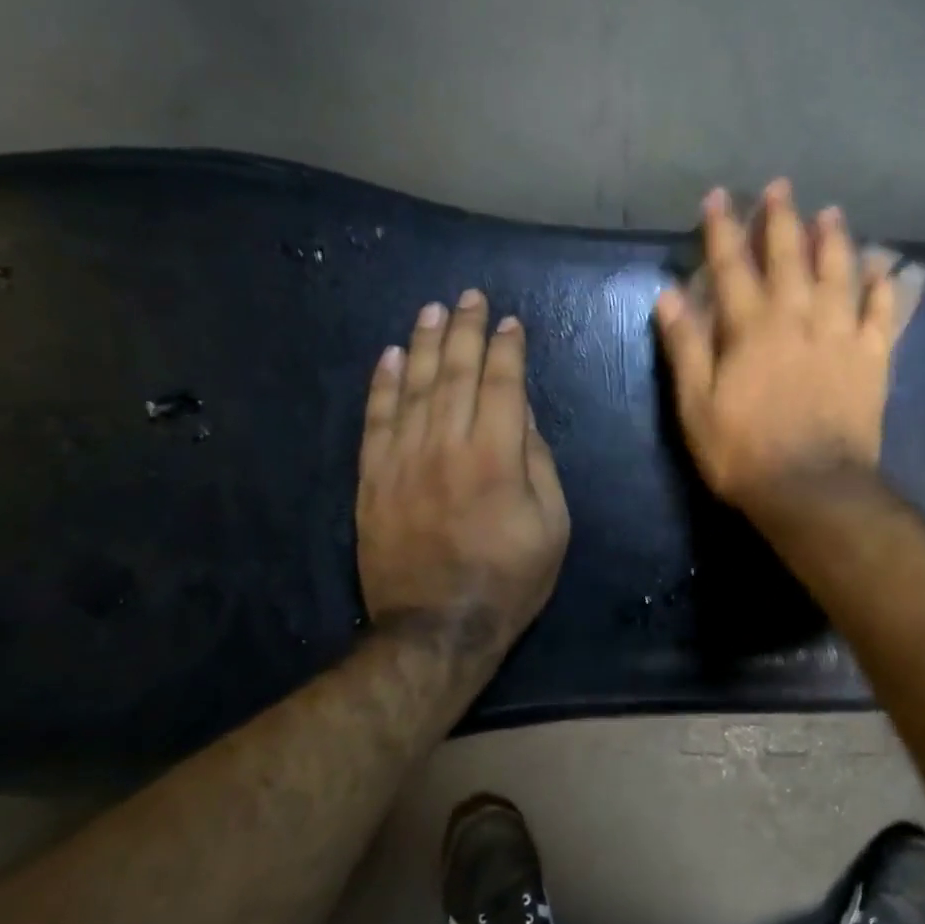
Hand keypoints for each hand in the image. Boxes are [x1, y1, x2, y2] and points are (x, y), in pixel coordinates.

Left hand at [358, 290, 569, 667]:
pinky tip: (388, 356)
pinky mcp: (372, 478)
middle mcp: (447, 445)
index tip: (510, 322)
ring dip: (422, 344)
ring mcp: (403, 459)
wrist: (437, 627)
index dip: (507, 349)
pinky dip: (381, 384)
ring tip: (432, 310)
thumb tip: (523, 415)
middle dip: (465, 330)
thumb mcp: (552, 525)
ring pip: (412, 387)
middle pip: (455, 373)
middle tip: (469, 296)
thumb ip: (538, 462)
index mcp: (497, 456)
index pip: (503, 384)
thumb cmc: (510, 579)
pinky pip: (375, 420)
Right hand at [654, 180, 896, 515]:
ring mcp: (841, 336)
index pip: (732, 266)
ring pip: (839, 274)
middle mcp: (798, 318)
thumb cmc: (744, 453)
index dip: (722, 229)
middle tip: (781, 187)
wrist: (814, 489)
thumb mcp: (696, 407)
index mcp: (751, 328)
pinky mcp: (872, 359)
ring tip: (831, 213)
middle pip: (790, 257)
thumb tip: (668, 295)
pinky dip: (882, 285)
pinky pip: (881, 312)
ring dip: (834, 240)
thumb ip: (685, 347)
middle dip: (782, 219)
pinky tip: (882, 265)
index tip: (717, 196)